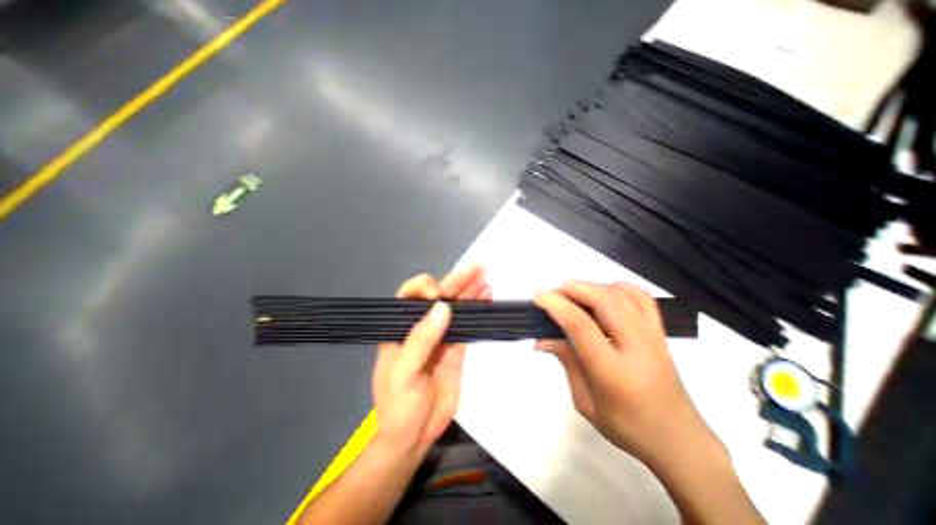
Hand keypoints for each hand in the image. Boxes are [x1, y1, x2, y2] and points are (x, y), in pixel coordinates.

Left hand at [371, 265, 493, 457]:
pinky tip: (486, 299)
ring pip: (456, 308)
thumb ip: (422, 339)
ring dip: (470, 292)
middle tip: (476, 268)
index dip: (424, 288)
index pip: (409, 296)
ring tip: (485, 278)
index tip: (439, 294)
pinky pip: (467, 324)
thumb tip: (442, 307)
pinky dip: (476, 311)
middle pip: (438, 298)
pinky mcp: (456, 348)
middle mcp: (420, 327)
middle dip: (455, 281)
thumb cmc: (399, 406)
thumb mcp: (404, 373)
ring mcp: (441, 337)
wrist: (414, 436)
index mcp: (400, 329)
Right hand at [534, 283, 717, 467]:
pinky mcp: (660, 332)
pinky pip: (641, 297)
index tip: (538, 297)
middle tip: (553, 294)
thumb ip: (567, 363)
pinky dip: (618, 288)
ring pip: (620, 294)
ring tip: (574, 296)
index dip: (556, 305)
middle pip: (603, 300)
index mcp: (613, 371)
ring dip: (591, 287)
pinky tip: (604, 296)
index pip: (580, 325)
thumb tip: (543, 338)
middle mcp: (636, 347)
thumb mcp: (586, 403)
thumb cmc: (628, 428)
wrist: (681, 441)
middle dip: (572, 289)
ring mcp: (652, 336)